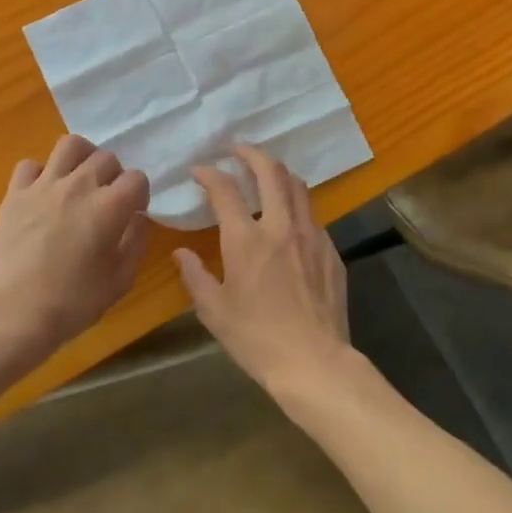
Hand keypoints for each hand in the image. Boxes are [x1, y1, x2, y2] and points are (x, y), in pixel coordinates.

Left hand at [0, 135, 149, 366]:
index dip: (140, 194)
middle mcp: (79, 186)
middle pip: (106, 158)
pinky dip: (40, 174)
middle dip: (114, 176)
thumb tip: (137, 218)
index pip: (137, 179)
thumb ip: (136, 242)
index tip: (134, 212)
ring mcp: (43, 186)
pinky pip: (30, 166)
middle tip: (108, 199)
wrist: (15, 314)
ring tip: (80, 179)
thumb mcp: (121, 280)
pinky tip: (43, 194)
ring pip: (70, 145)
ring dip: (82, 158)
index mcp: (109, 206)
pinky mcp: (15, 194)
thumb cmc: (74, 302)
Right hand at [175, 145, 352, 394]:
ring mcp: (311, 235)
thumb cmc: (257, 339)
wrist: (314, 362)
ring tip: (266, 172)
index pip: (225, 190)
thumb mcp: (214, 311)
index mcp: (246, 239)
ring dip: (279, 172)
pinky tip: (291, 219)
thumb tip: (180, 254)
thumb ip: (195, 276)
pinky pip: (313, 215)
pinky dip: (297, 205)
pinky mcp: (330, 251)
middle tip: (238, 149)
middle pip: (270, 172)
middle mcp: (281, 226)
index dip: (210, 174)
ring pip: (298, 186)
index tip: (199, 171)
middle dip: (251, 153)